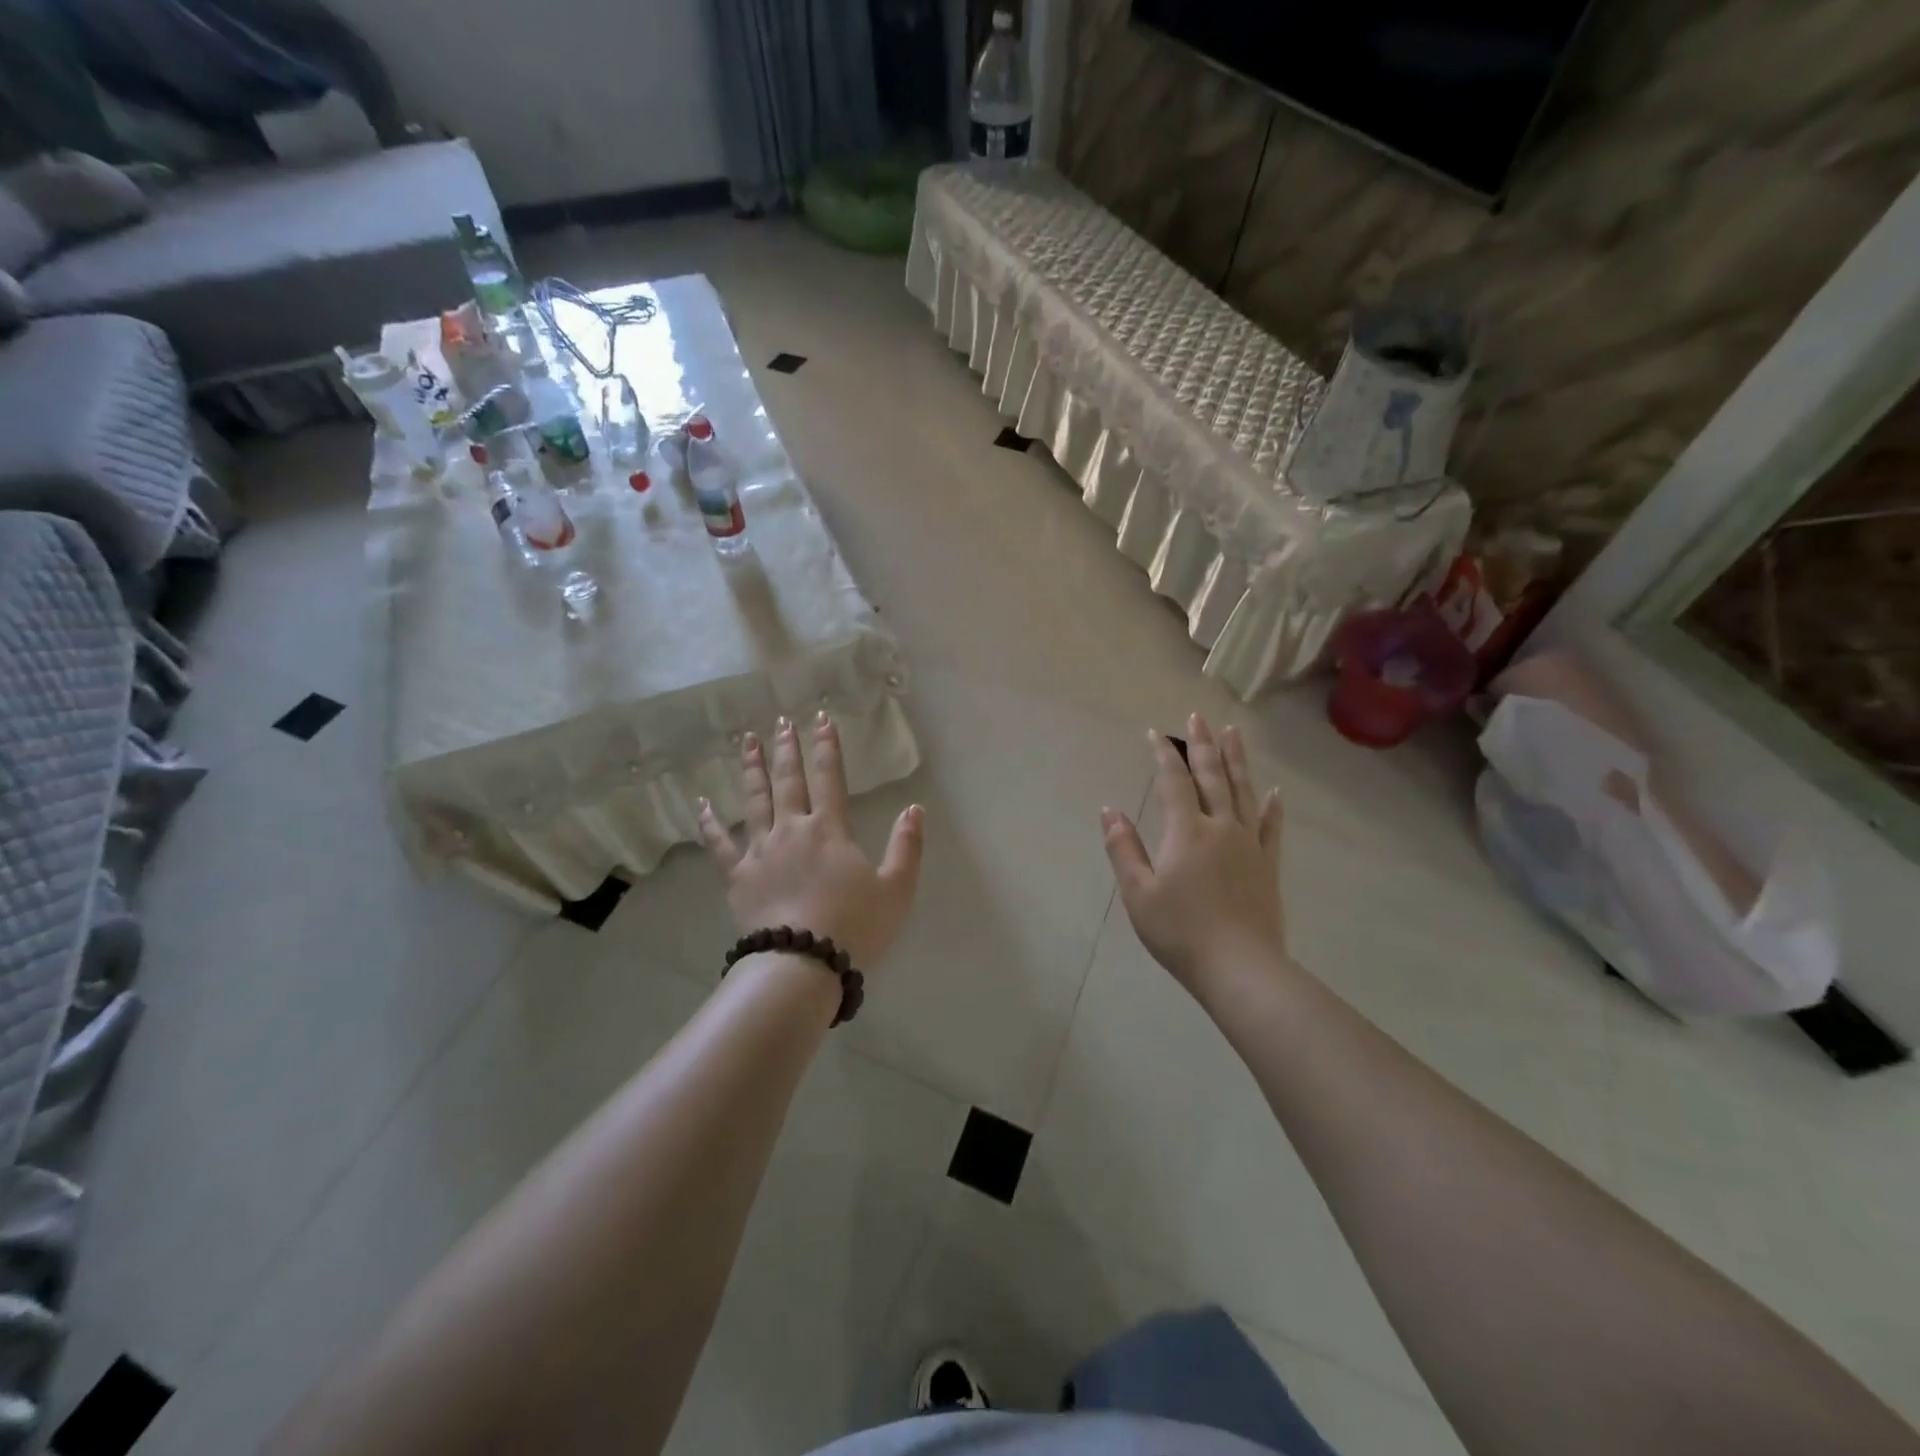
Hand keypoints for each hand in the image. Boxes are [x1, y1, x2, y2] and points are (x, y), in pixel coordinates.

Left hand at [697, 713, 924, 969]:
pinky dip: (710, 822)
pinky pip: (720, 844)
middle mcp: (792, 829)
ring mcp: (760, 851)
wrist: (803, 965)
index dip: (827, 745)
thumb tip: (915, 808)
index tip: (821, 718)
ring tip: (746, 741)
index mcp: (830, 829)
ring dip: (752, 769)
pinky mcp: (738, 876)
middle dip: (787, 748)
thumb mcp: (896, 889)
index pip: (830, 776)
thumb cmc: (854, 927)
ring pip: (754, 800)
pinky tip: (701, 803)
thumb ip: (907, 846)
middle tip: (781, 721)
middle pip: (788, 780)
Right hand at [1101, 715, 1285, 994]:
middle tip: (1197, 716)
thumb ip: (1123, 848)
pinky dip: (1272, 806)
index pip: (1173, 782)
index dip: (1163, 755)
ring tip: (1233, 733)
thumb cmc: (1180, 932)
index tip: (1154, 733)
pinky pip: (1271, 826)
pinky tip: (1274, 790)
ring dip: (1236, 759)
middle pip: (1211, 776)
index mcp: (1186, 831)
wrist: (1240, 968)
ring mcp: (1248, 844)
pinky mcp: (1267, 865)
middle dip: (1202, 745)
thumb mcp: (1138, 893)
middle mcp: (1220, 827)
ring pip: (1243, 791)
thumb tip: (1109, 810)